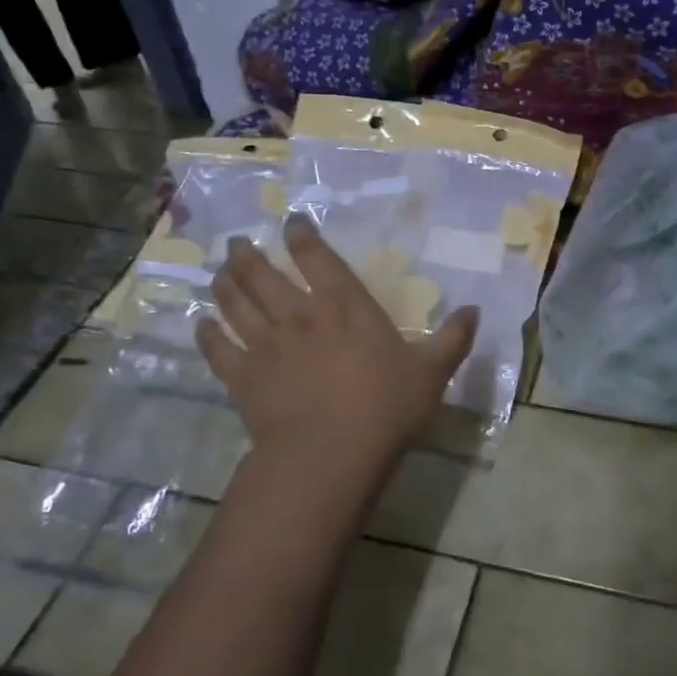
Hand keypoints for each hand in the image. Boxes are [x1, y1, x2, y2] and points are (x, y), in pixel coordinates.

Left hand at [195, 215, 478, 471]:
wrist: (332, 453)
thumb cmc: (386, 408)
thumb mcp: (432, 372)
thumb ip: (453, 338)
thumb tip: (475, 309)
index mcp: (344, 306)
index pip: (317, 258)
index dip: (302, 236)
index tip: (291, 222)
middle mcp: (299, 315)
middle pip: (263, 275)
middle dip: (248, 255)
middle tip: (237, 244)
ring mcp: (265, 345)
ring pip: (235, 304)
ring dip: (225, 285)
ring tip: (218, 272)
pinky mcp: (243, 377)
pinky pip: (218, 348)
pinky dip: (207, 334)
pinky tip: (201, 324)